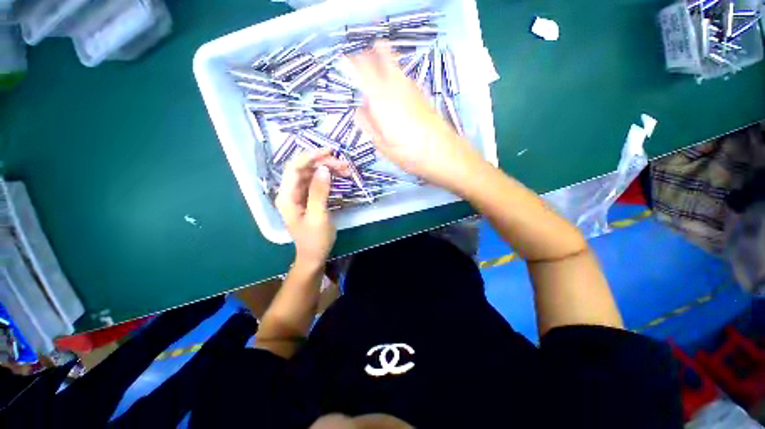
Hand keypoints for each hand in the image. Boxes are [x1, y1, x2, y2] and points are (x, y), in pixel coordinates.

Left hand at [276, 149, 348, 264]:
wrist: (314, 255)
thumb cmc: (314, 239)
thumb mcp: (318, 216)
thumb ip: (319, 192)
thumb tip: (324, 169)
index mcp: (287, 196)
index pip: (294, 168)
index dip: (310, 156)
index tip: (330, 152)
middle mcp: (290, 192)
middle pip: (304, 168)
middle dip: (323, 163)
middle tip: (344, 165)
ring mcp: (299, 194)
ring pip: (312, 174)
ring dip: (328, 169)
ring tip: (346, 169)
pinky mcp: (308, 198)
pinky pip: (317, 182)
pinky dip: (328, 177)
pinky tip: (339, 176)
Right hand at [348, 43, 482, 189]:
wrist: (445, 154)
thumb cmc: (410, 155)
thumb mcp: (383, 146)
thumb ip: (368, 125)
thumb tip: (359, 110)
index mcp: (382, 101)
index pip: (363, 72)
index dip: (354, 64)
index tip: (346, 61)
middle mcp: (397, 88)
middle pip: (383, 58)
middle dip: (371, 55)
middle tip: (363, 59)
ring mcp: (413, 90)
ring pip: (396, 66)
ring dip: (384, 62)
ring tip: (376, 67)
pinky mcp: (423, 96)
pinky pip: (406, 77)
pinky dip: (397, 74)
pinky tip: (396, 84)